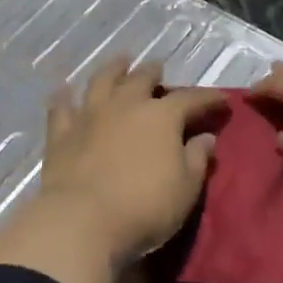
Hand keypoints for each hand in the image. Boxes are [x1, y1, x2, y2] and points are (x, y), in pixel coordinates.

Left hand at [0, 59, 223, 282]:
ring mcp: (90, 115)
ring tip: (120, 61)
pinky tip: (63, 90)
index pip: (191, 99)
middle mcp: (126, 105)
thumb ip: (197, 159)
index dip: (208, 98)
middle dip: (153, 72)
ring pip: (102, 81)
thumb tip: (205, 138)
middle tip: (158, 68)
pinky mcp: (61, 133)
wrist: (81, 221)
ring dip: (113, 69)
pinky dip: (64, 97)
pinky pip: (62, 108)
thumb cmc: (144, 207)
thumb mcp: (185, 189)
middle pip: (141, 79)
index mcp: (162, 116)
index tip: (222, 100)